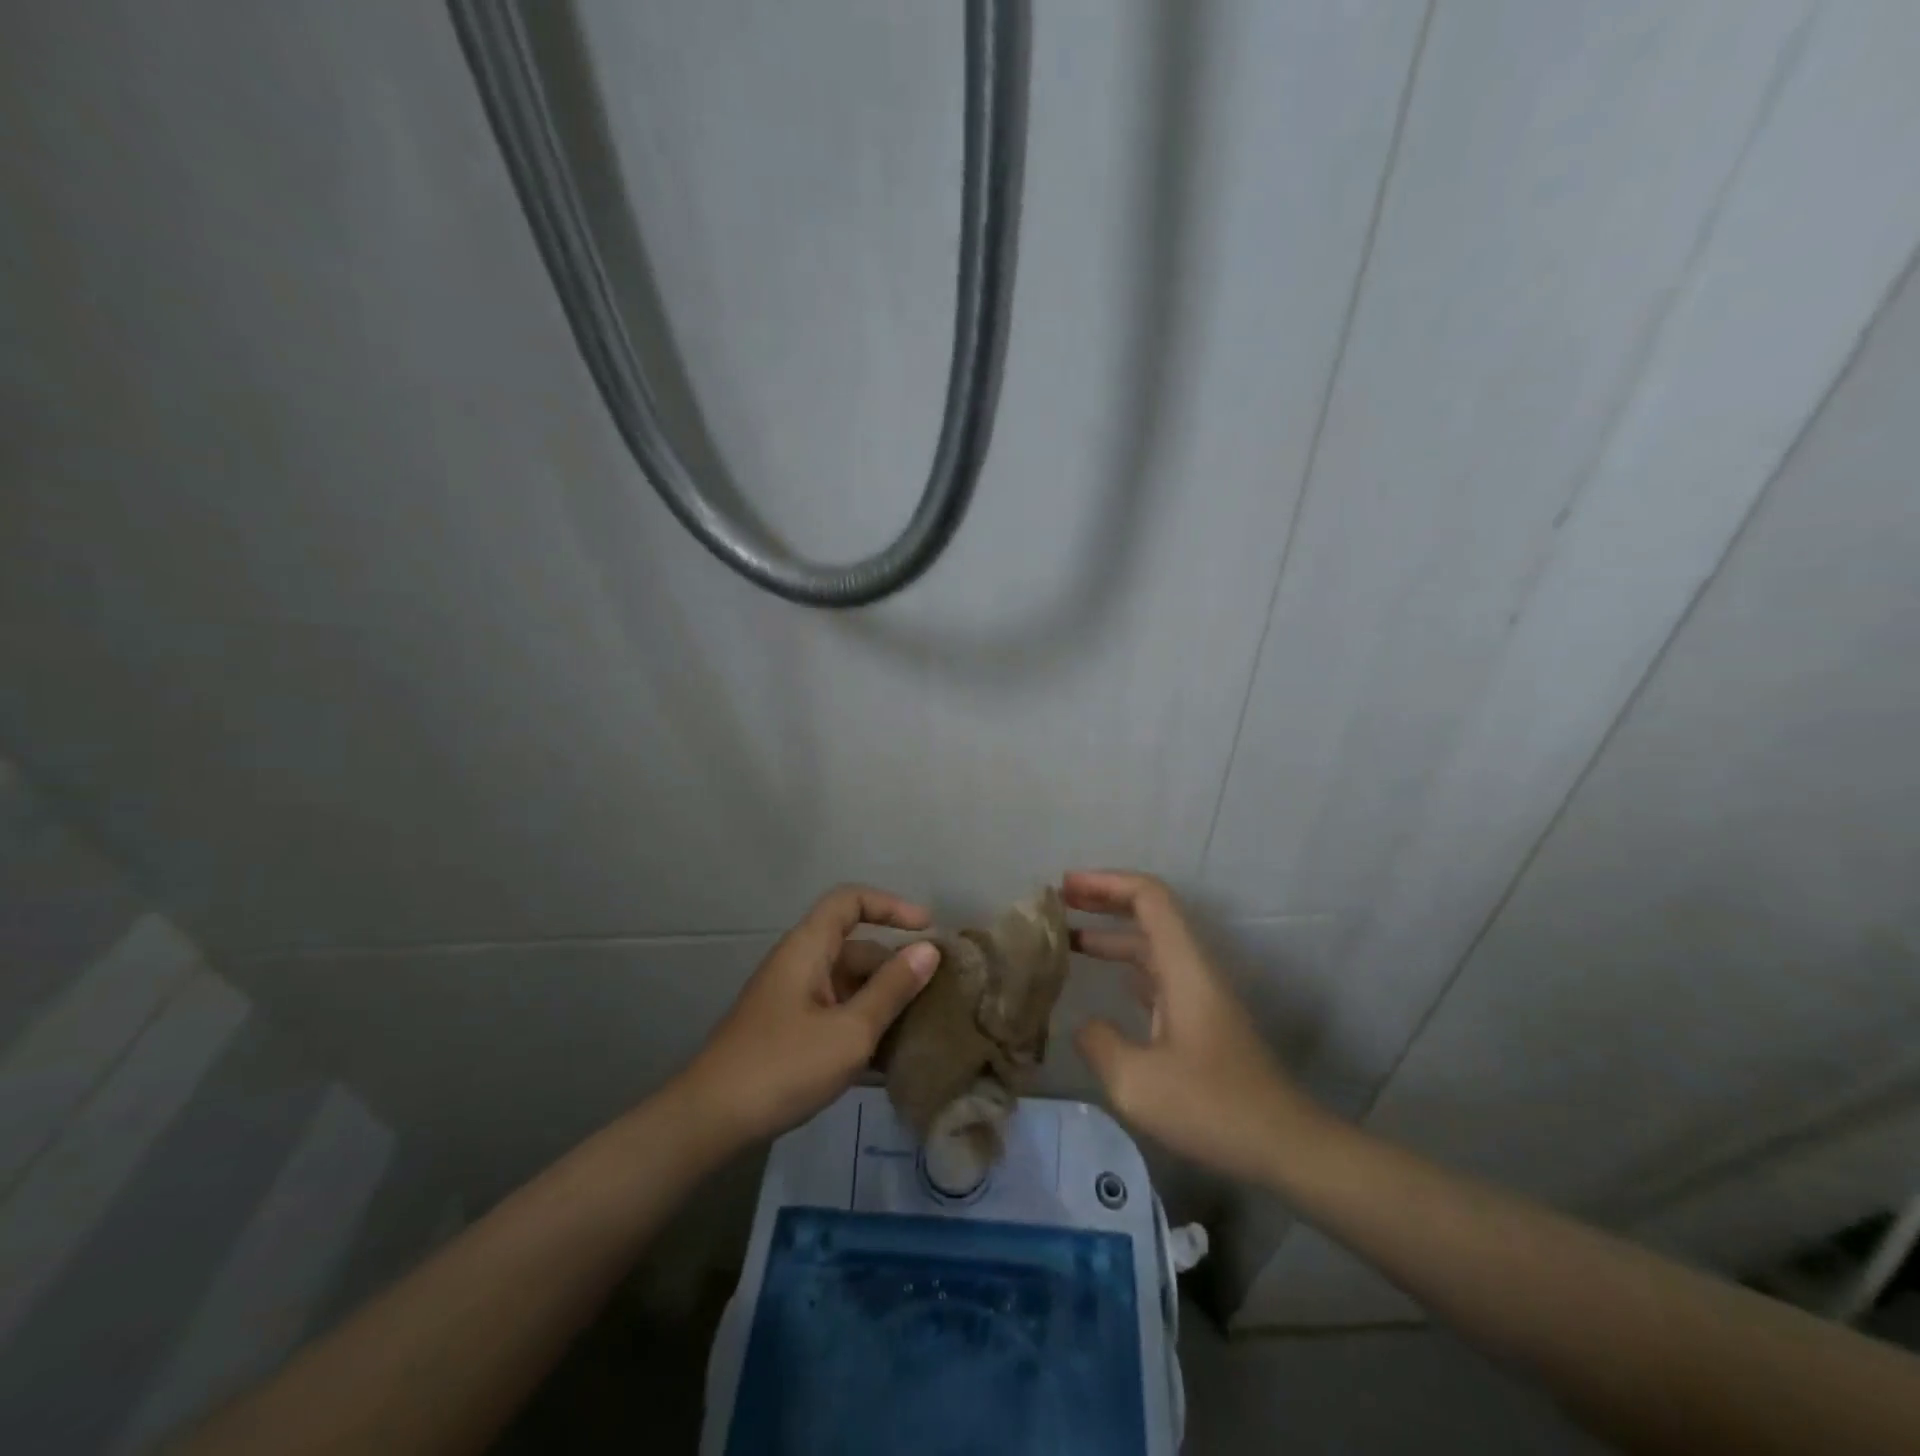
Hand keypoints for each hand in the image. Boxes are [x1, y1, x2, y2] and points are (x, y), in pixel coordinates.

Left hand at [675, 885, 939, 1148]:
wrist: (709, 1121)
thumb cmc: (783, 1066)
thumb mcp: (850, 1031)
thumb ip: (892, 989)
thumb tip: (929, 950)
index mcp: (808, 948)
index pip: (850, 901)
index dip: (891, 905)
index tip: (927, 929)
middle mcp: (799, 964)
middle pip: (855, 947)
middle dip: (896, 966)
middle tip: (936, 994)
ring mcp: (791, 998)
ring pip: (848, 984)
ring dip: (883, 1001)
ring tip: (922, 1028)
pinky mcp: (788, 1030)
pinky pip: (835, 1012)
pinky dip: (862, 1024)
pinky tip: (889, 1059)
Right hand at [1067, 870, 1316, 1185]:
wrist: (1285, 1146)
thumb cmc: (1212, 1107)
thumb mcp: (1137, 1082)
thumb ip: (1099, 1043)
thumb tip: (1085, 1025)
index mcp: (1184, 966)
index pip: (1148, 896)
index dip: (1106, 882)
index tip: (1065, 887)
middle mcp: (1193, 968)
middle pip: (1149, 912)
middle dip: (1104, 899)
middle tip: (1058, 901)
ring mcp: (1199, 994)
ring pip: (1151, 945)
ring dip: (1111, 934)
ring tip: (1067, 938)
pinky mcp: (1200, 1019)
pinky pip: (1157, 974)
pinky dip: (1125, 966)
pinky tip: (1103, 980)